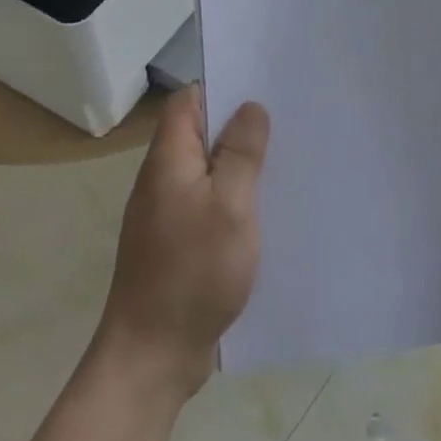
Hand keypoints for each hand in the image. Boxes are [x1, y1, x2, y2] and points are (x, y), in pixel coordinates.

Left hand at [96, 86, 268, 398]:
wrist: (152, 353)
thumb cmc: (194, 272)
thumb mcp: (230, 206)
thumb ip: (240, 154)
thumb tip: (250, 107)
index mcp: (169, 160)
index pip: (188, 102)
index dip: (222, 88)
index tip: (264, 87)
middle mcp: (162, 180)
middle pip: (198, 134)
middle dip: (239, 126)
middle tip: (288, 122)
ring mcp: (167, 213)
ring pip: (206, 171)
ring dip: (239, 164)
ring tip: (286, 159)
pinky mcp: (177, 243)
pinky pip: (207, 204)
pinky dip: (234, 199)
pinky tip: (266, 209)